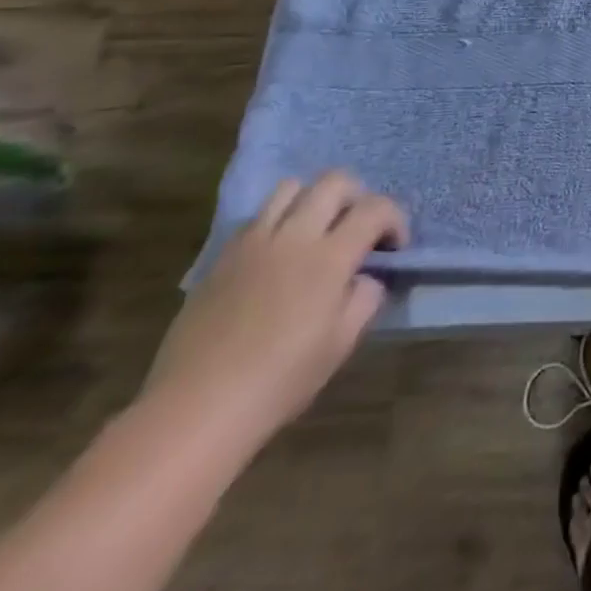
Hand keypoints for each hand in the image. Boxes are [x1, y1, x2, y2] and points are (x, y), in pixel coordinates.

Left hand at [141, 173, 407, 454]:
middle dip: (358, 197)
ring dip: (314, 200)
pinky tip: (279, 254)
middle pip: (335, 182)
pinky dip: (279, 220)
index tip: (394, 248)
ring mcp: (254, 241)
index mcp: (329, 257)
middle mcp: (294, 236)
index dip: (395, 220)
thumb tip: (365, 276)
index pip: (375, 209)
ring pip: (292, 187)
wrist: (195, 409)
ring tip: (316, 231)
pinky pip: (259, 216)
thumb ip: (365, 298)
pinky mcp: (224, 255)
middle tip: (358, 230)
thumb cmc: (278, 382)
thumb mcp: (340, 345)